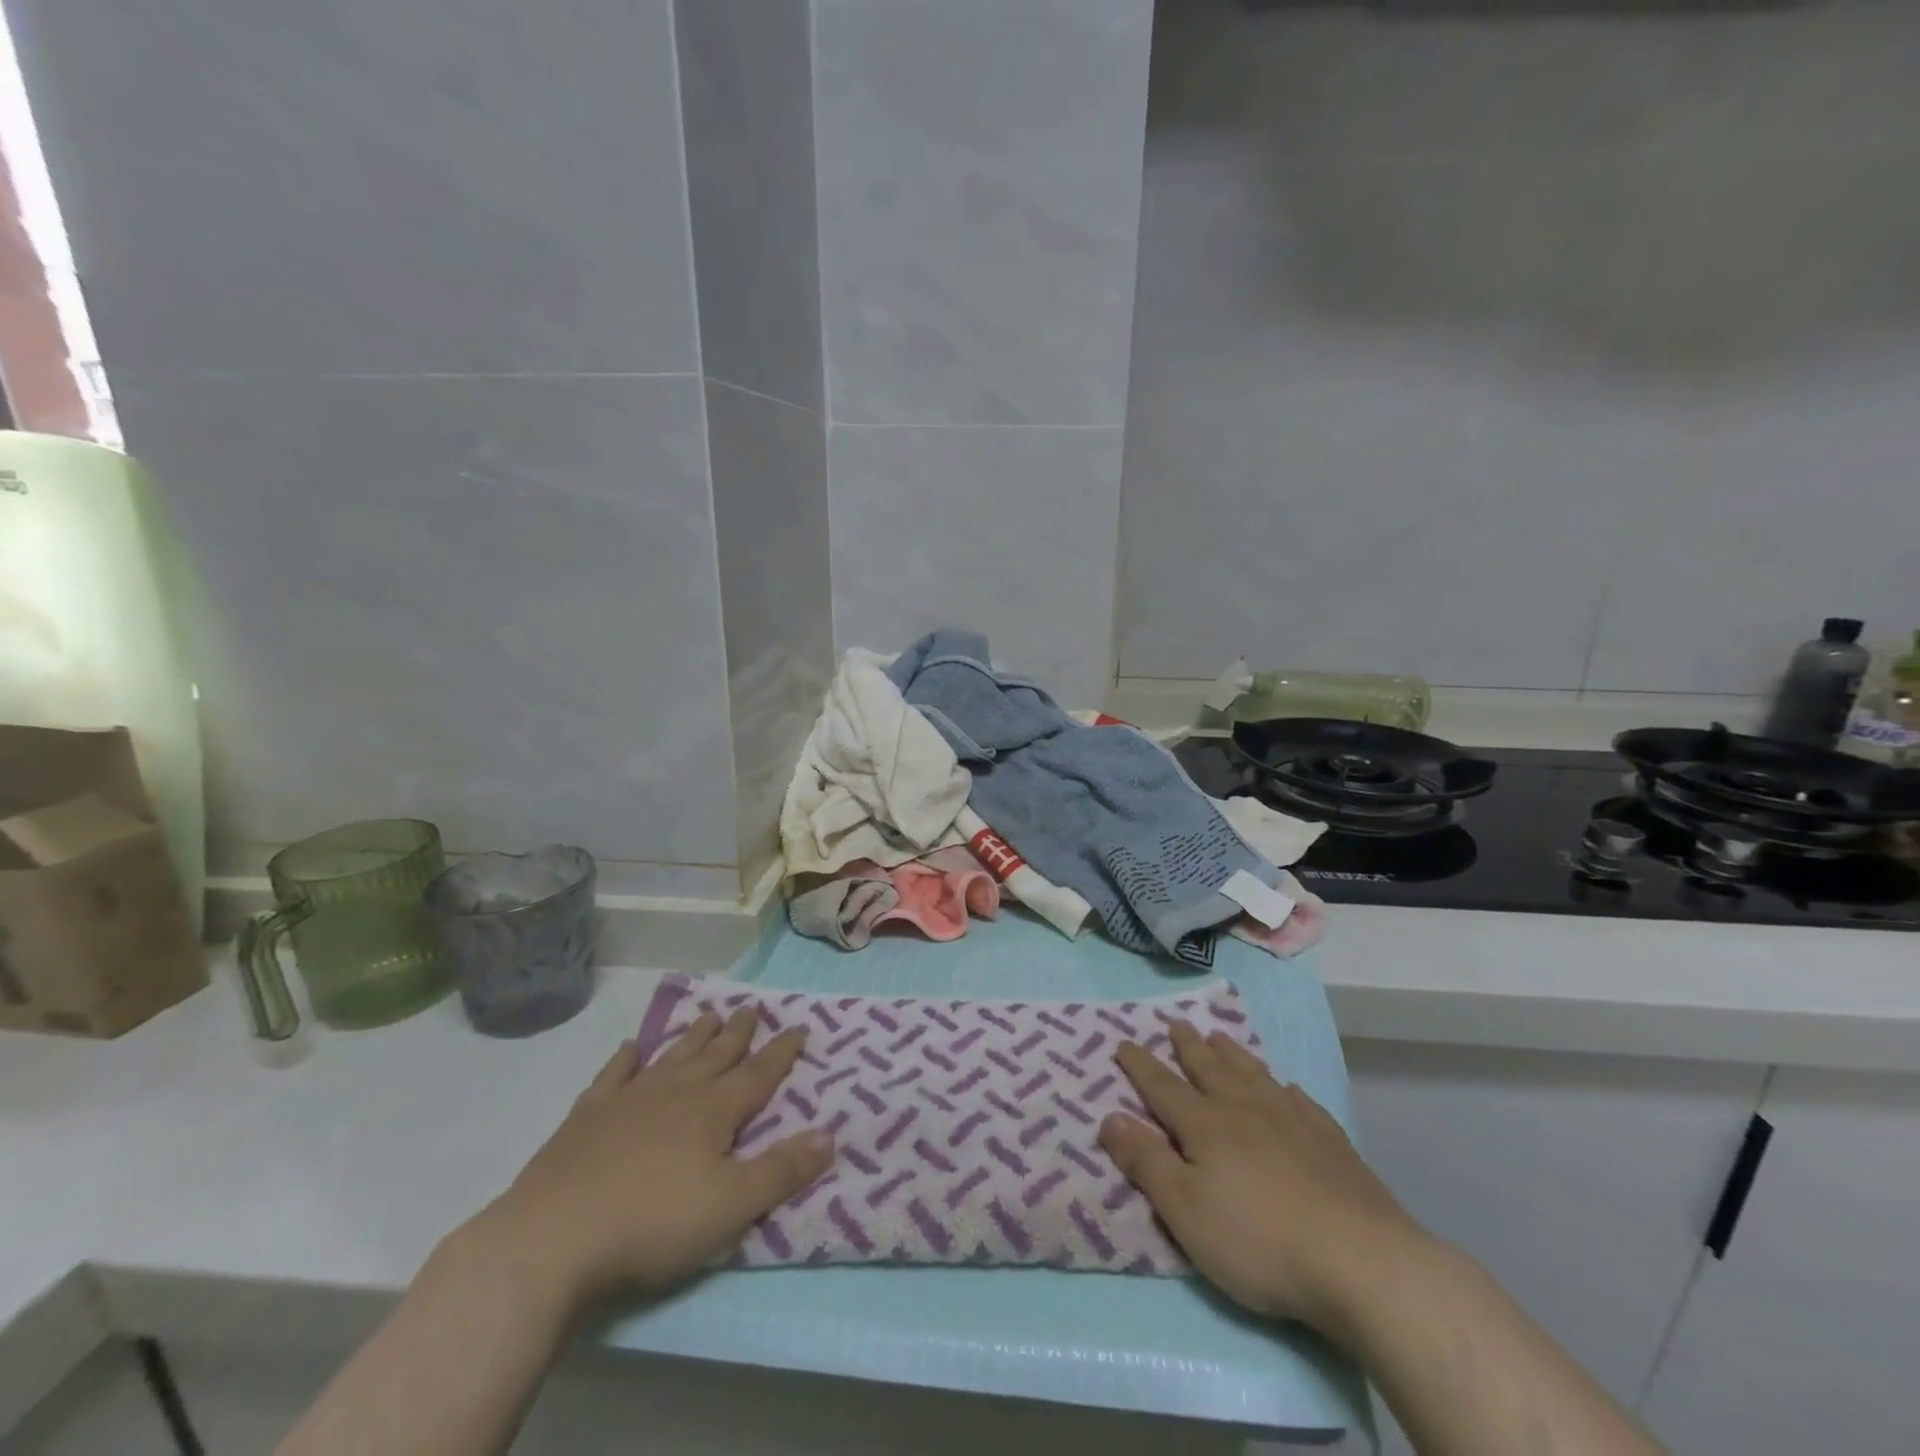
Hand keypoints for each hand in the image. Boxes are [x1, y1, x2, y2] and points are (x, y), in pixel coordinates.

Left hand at [467, 1009, 835, 1313]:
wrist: (553, 1240)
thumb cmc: (653, 1224)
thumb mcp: (731, 1207)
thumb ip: (782, 1171)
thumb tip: (831, 1135)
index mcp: (714, 1112)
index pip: (758, 1074)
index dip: (782, 1052)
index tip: (799, 1026)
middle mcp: (677, 1093)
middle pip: (716, 1055)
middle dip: (739, 1032)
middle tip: (753, 1007)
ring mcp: (629, 1100)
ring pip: (672, 1056)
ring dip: (694, 1036)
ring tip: (710, 1014)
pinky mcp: (587, 1117)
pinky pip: (613, 1075)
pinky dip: (626, 1059)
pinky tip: (632, 1047)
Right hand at [1098, 1022, 1423, 1333]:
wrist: (1362, 1262)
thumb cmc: (1259, 1241)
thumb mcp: (1186, 1210)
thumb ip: (1146, 1161)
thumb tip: (1109, 1116)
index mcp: (1206, 1125)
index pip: (1163, 1086)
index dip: (1140, 1065)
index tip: (1123, 1041)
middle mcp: (1245, 1110)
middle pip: (1209, 1068)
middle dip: (1187, 1045)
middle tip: (1175, 1022)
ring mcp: (1292, 1121)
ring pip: (1253, 1074)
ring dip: (1232, 1053)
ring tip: (1219, 1036)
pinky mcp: (1331, 1142)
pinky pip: (1300, 1101)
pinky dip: (1285, 1088)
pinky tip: (1286, 1087)